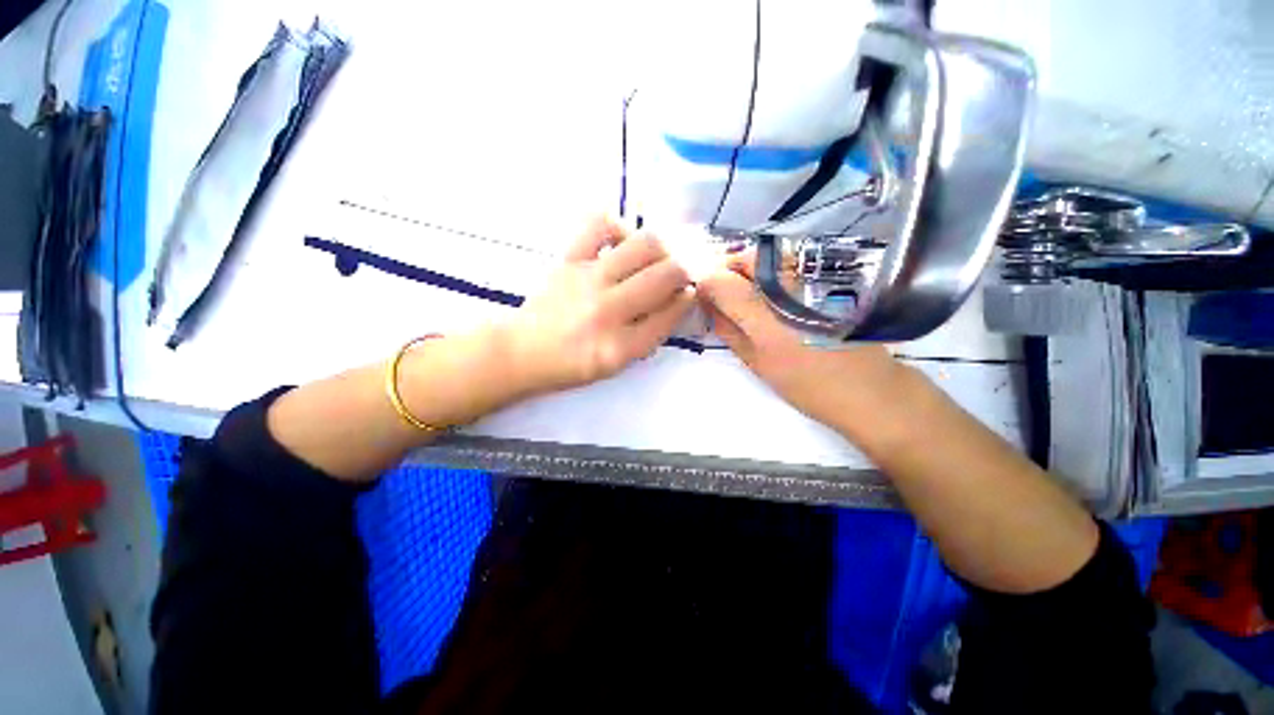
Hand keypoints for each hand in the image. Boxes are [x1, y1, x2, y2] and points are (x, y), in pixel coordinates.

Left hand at [504, 216, 694, 395]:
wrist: (523, 351)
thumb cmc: (572, 364)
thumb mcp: (616, 366)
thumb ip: (648, 337)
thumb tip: (676, 300)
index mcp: (620, 347)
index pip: (670, 314)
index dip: (687, 300)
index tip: (688, 293)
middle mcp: (607, 311)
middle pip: (665, 275)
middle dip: (682, 272)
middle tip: (676, 277)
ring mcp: (587, 280)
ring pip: (644, 245)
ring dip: (661, 250)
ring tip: (654, 259)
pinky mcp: (568, 260)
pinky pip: (599, 225)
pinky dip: (618, 227)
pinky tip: (622, 242)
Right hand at [696, 251, 905, 434]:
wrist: (868, 387)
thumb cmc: (806, 384)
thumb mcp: (756, 362)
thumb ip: (728, 329)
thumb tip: (709, 304)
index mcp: (764, 316)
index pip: (720, 279)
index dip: (707, 283)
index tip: (705, 297)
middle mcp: (787, 286)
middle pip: (745, 257)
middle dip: (728, 270)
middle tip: (726, 295)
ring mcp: (811, 278)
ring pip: (767, 256)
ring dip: (750, 270)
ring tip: (751, 297)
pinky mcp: (827, 279)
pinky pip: (788, 263)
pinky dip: (772, 273)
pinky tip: (777, 296)